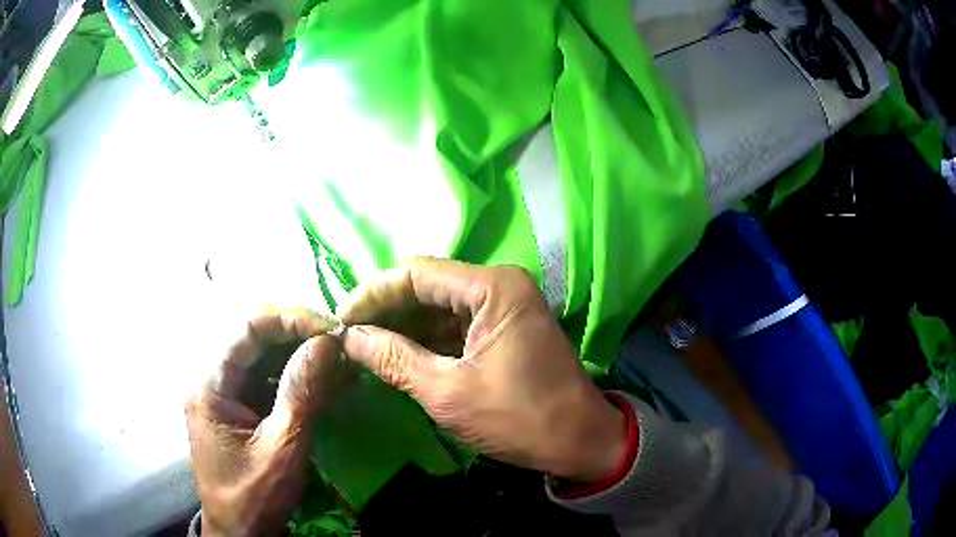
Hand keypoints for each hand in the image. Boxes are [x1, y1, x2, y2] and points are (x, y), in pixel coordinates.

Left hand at [185, 307, 344, 535]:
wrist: (240, 533)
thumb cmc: (253, 497)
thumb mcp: (281, 449)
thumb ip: (301, 393)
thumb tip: (327, 342)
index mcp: (209, 384)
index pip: (247, 329)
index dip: (289, 319)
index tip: (330, 327)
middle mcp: (212, 379)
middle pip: (254, 339)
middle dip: (298, 336)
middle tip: (339, 343)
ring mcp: (224, 393)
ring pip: (262, 358)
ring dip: (300, 356)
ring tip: (337, 362)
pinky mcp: (238, 408)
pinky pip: (266, 380)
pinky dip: (295, 379)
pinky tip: (323, 383)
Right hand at [339, 257, 627, 482]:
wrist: (581, 442)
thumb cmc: (520, 419)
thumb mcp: (449, 392)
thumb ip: (393, 359)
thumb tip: (348, 337)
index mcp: (493, 287)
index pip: (416, 273)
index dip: (372, 294)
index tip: (339, 319)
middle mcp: (498, 285)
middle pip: (426, 286)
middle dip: (384, 311)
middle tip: (347, 336)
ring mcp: (502, 306)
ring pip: (437, 307)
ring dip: (401, 327)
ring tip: (362, 348)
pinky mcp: (502, 329)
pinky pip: (453, 326)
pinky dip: (424, 340)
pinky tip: (395, 355)